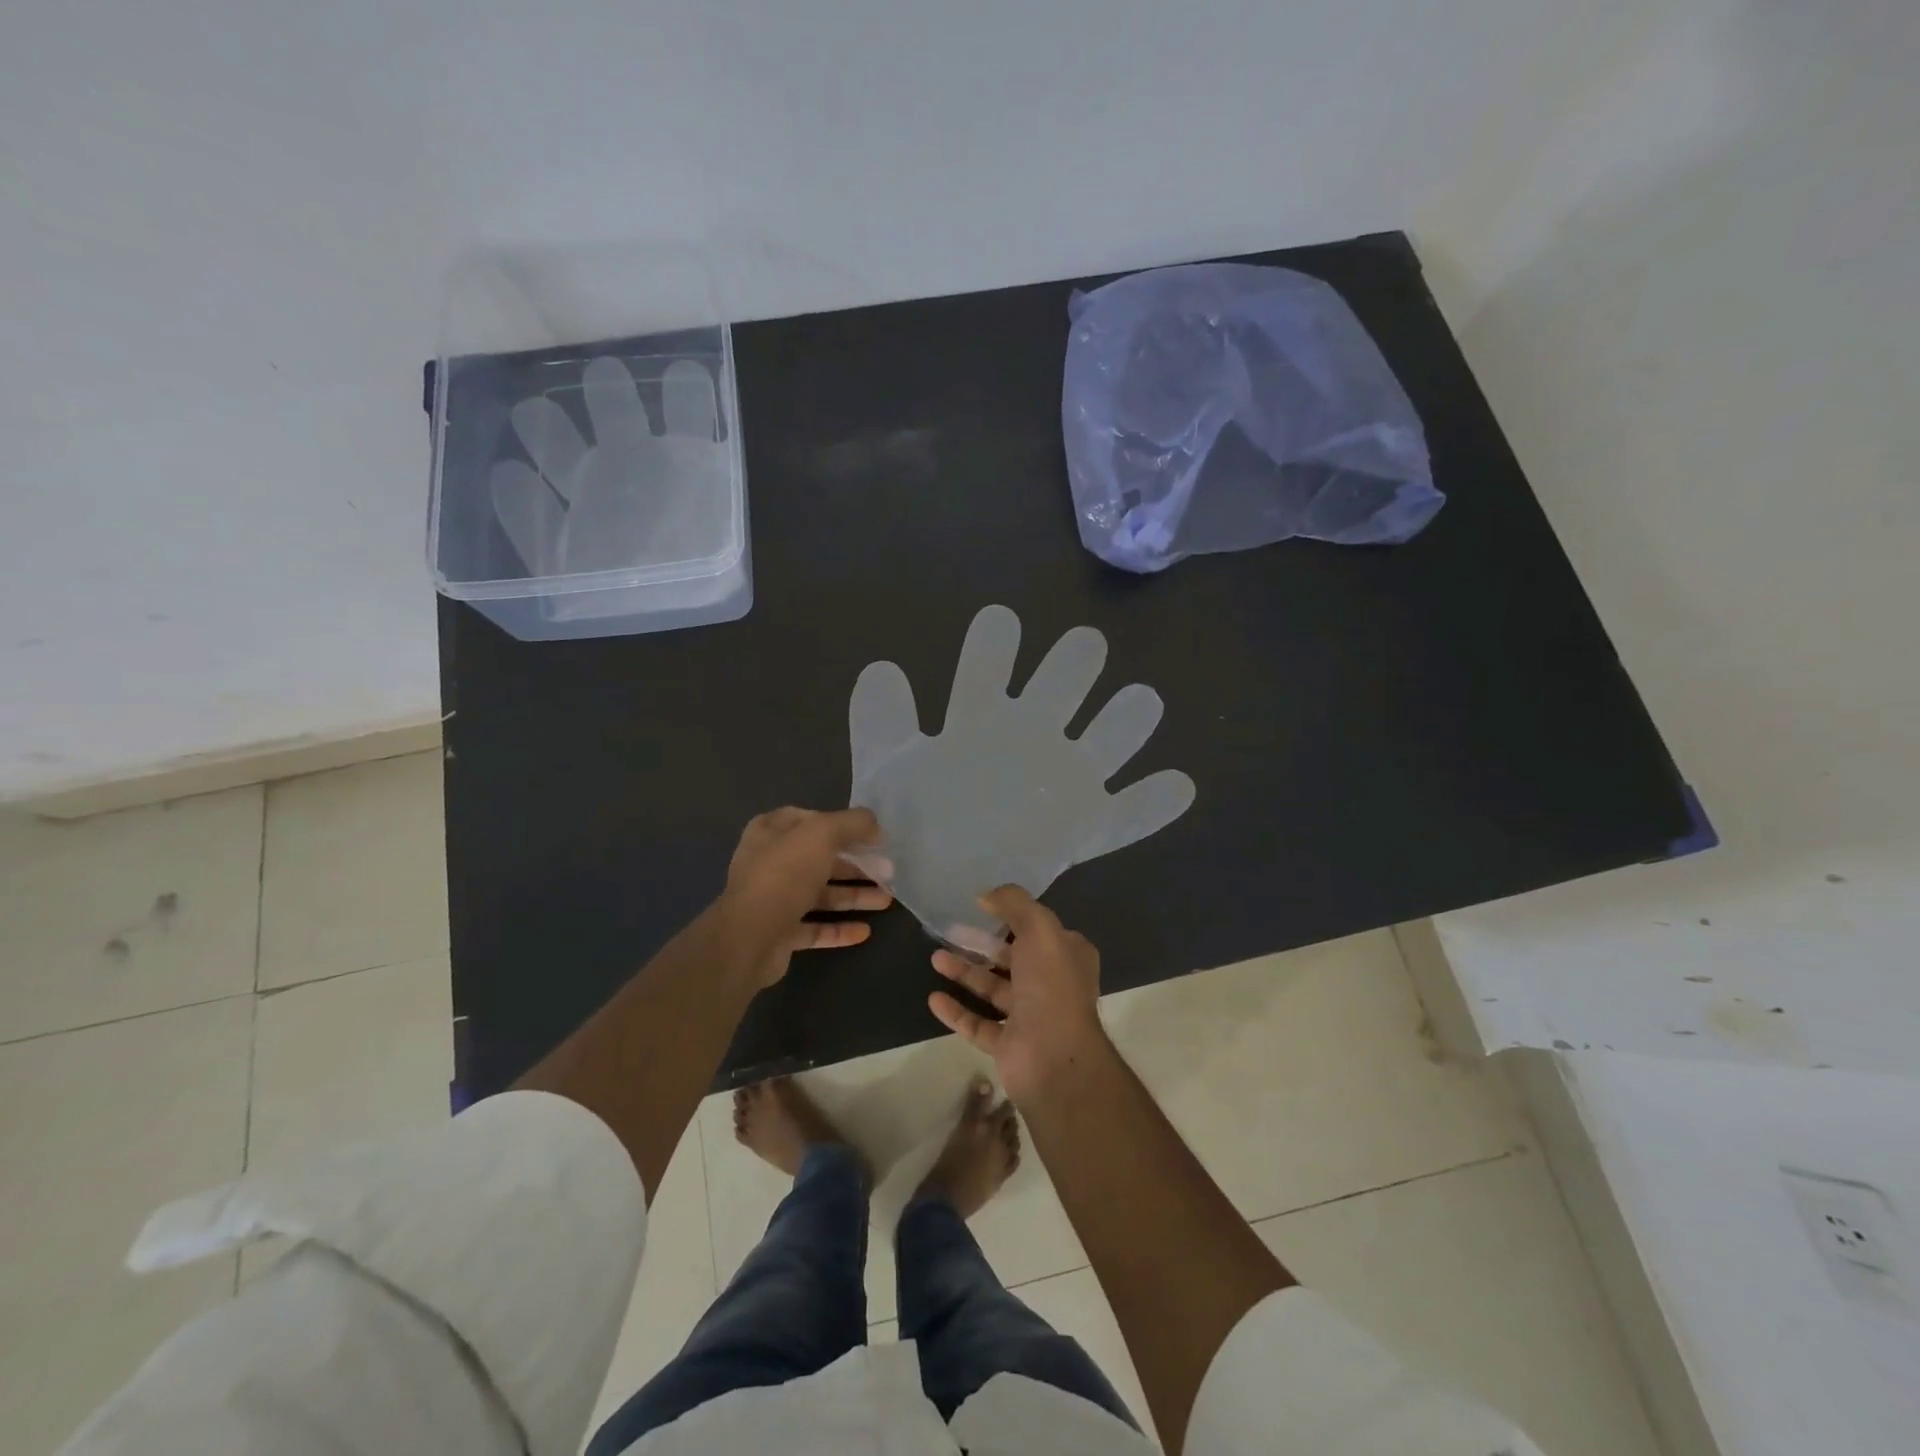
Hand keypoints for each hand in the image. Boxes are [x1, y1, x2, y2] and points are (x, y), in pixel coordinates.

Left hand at [720, 807, 890, 987]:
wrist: (750, 937)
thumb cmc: (785, 874)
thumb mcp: (823, 833)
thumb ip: (852, 823)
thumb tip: (874, 825)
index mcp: (770, 832)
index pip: (810, 820)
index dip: (841, 824)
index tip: (871, 835)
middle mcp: (769, 863)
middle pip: (820, 859)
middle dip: (856, 865)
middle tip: (888, 871)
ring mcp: (774, 900)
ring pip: (821, 894)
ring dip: (854, 896)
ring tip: (886, 900)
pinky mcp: (780, 933)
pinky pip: (815, 928)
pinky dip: (839, 929)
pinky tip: (865, 931)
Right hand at [927, 885, 1112, 1103]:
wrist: (1054, 1059)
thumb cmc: (1051, 985)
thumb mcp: (1039, 928)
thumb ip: (1014, 903)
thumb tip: (986, 895)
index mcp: (1068, 956)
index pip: (1040, 930)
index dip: (1013, 916)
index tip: (981, 906)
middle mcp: (1052, 984)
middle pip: (1011, 958)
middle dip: (981, 944)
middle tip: (950, 931)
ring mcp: (1030, 1017)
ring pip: (993, 990)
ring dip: (965, 973)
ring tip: (935, 958)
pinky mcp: (1009, 1045)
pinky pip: (978, 1024)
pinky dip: (957, 1011)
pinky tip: (933, 998)